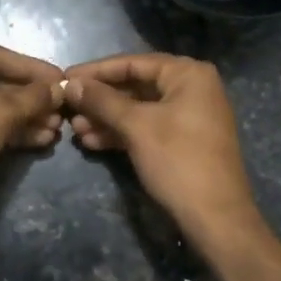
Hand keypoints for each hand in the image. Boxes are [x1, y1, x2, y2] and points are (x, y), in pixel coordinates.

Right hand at [63, 54, 266, 247]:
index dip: (96, 71)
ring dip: (106, 118)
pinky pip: (146, 128)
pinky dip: (121, 133)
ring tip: (74, 129)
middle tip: (66, 107)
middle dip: (99, 99)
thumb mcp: (136, 126)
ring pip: (138, 109)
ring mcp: (188, 116)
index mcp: (188, 74)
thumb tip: (71, 84)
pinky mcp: (183, 141)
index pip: (133, 63)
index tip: (65, 78)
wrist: (216, 217)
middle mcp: (191, 88)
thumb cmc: (178, 161)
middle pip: (135, 85)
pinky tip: (92, 142)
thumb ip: (102, 101)